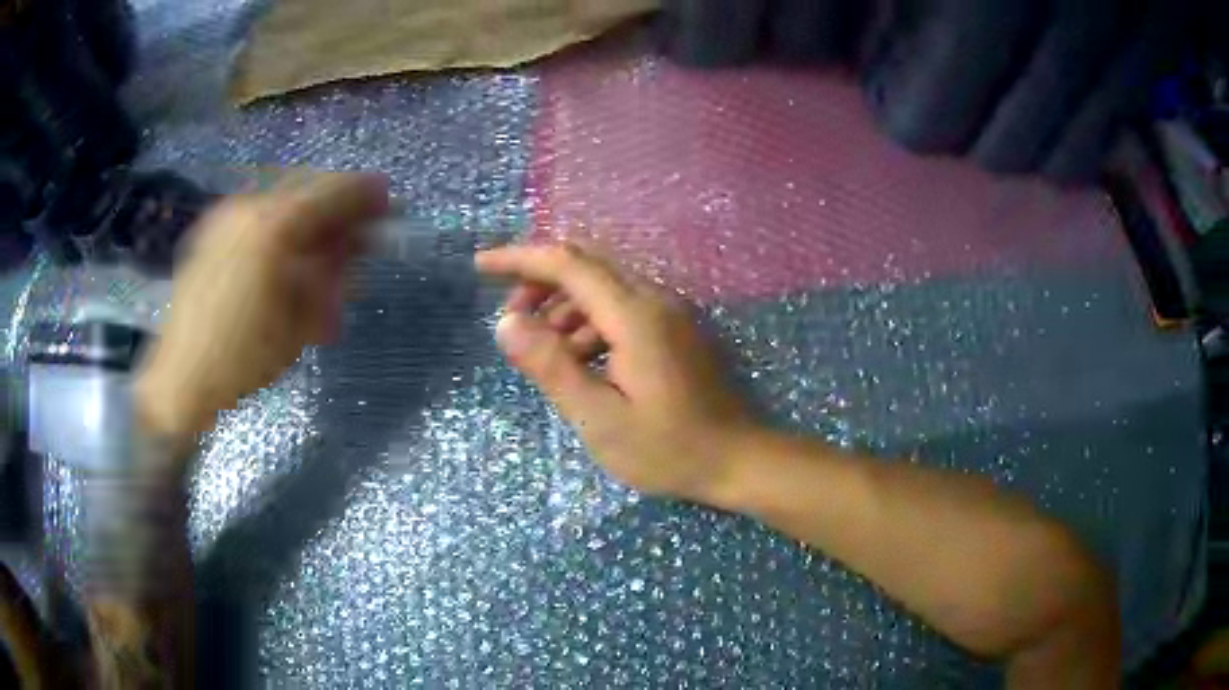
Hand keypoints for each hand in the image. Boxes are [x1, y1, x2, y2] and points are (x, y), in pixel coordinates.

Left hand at [136, 173, 388, 442]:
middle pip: (308, 186)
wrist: (180, 377)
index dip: (365, 195)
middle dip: (338, 202)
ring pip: (282, 196)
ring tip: (324, 243)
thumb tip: (357, 245)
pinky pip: (259, 210)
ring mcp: (227, 216)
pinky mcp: (212, 230)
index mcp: (274, 228)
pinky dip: (282, 222)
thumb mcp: (300, 322)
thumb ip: (331, 274)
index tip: (389, 203)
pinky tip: (287, 250)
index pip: (333, 193)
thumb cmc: (243, 358)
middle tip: (358, 227)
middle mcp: (250, 207)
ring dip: (310, 213)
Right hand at [476, 243, 755, 500]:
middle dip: (540, 281)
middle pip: (586, 265)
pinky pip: (621, 307)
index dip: (520, 258)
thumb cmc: (667, 449)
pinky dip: (589, 322)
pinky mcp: (674, 330)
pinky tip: (581, 361)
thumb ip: (551, 366)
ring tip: (543, 351)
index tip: (480, 266)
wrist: (737, 460)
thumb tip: (505, 323)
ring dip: (564, 306)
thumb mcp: (599, 418)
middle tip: (511, 319)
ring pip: (603, 286)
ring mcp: (669, 313)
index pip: (568, 263)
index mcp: (635, 315)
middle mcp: (654, 299)